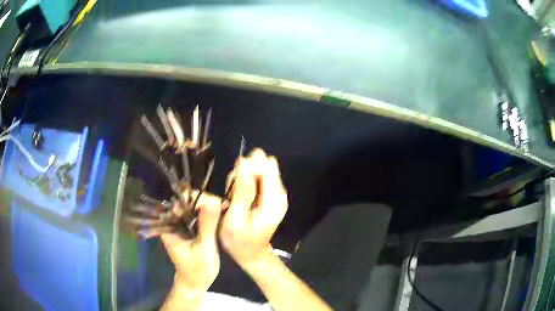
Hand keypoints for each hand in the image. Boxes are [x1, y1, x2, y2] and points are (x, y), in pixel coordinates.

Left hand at [161, 193, 221, 290]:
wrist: (196, 283)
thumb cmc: (197, 269)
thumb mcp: (204, 248)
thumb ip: (207, 226)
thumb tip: (213, 201)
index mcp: (169, 226)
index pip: (181, 203)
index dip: (199, 199)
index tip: (219, 202)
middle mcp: (173, 222)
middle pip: (187, 202)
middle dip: (206, 201)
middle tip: (225, 205)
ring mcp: (181, 224)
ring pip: (194, 207)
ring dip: (209, 206)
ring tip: (226, 207)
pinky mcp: (189, 228)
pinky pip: (198, 215)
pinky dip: (209, 213)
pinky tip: (221, 213)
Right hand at [219, 148, 288, 266]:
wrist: (251, 253)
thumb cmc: (239, 241)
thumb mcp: (234, 219)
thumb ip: (241, 191)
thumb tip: (244, 162)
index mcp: (273, 201)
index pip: (267, 167)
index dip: (248, 167)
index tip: (233, 182)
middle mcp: (279, 193)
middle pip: (264, 165)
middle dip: (245, 171)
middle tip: (233, 191)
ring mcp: (276, 193)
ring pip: (259, 169)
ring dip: (243, 178)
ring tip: (233, 197)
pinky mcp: (270, 194)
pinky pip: (257, 177)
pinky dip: (245, 182)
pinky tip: (238, 197)